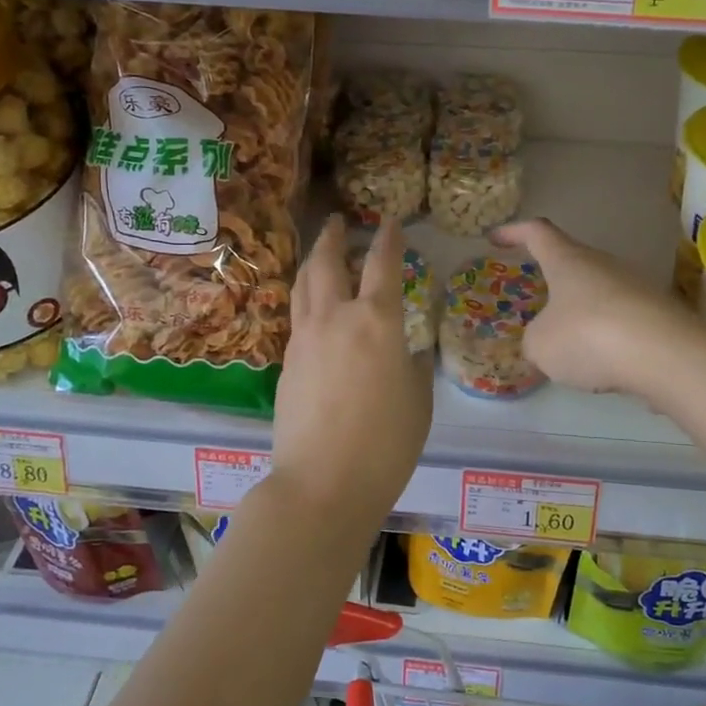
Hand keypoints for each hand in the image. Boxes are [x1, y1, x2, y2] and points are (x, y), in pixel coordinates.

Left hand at [272, 216, 431, 523]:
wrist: (323, 484)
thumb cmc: (386, 444)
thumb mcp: (418, 400)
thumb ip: (412, 366)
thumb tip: (405, 351)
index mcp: (377, 321)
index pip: (382, 264)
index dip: (388, 238)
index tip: (389, 220)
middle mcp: (336, 318)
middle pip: (327, 262)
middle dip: (332, 236)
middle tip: (336, 221)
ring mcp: (304, 338)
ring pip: (303, 284)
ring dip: (312, 260)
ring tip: (320, 250)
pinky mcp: (286, 361)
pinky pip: (296, 315)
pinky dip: (305, 297)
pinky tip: (313, 306)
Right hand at [495, 218, 705, 397]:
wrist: (667, 356)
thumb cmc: (589, 336)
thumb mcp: (541, 345)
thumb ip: (535, 339)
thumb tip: (545, 340)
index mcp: (568, 261)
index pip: (538, 233)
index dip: (514, 232)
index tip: (496, 237)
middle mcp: (603, 264)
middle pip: (573, 263)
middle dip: (553, 280)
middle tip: (535, 300)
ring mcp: (636, 287)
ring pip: (598, 293)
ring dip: (580, 312)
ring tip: (567, 345)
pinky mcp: (658, 314)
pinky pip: (621, 319)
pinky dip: (606, 336)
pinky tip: (603, 363)